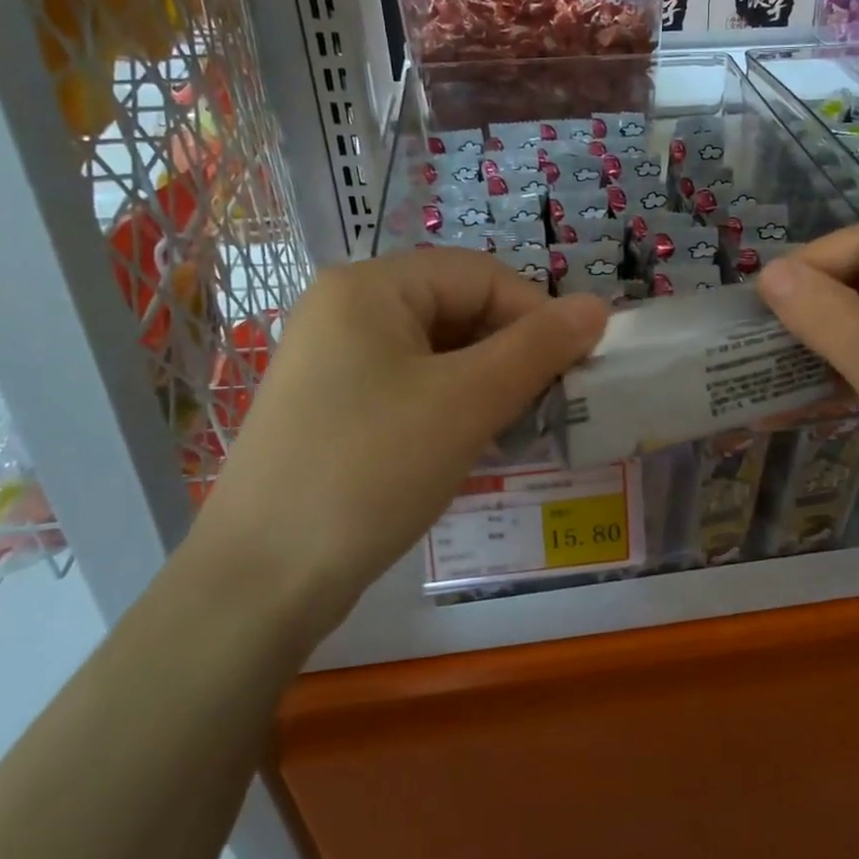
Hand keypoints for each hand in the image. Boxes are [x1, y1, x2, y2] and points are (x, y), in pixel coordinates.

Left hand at [201, 250, 607, 601]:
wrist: (260, 582)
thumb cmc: (370, 471)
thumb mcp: (467, 402)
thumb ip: (538, 347)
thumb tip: (598, 307)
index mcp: (370, 287)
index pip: (481, 275)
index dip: (536, 315)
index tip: (573, 370)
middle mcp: (345, 309)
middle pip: (457, 308)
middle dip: (511, 352)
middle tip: (547, 405)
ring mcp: (333, 360)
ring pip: (437, 352)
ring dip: (486, 383)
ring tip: (514, 428)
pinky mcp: (332, 406)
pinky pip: (410, 386)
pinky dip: (451, 406)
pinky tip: (470, 444)